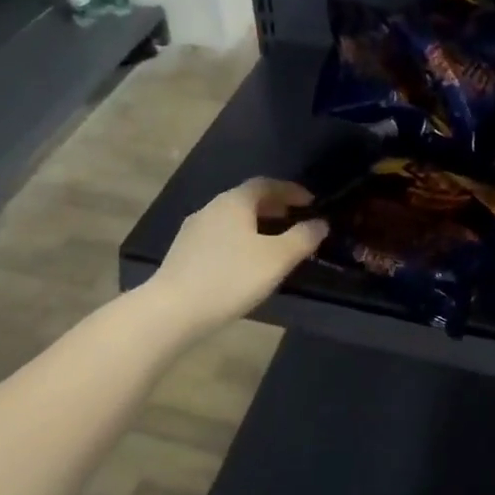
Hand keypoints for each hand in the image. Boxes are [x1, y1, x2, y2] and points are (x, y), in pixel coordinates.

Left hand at [145, 178, 326, 334]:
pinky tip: (246, 262)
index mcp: (234, 202)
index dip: (291, 190)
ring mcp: (194, 230)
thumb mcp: (277, 259)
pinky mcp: (184, 253)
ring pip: (232, 219)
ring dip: (256, 224)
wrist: (173, 310)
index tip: (311, 202)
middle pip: (247, 199)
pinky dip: (240, 239)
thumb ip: (303, 238)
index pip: (266, 184)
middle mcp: (211, 208)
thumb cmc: (231, 278)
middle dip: (274, 207)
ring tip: (275, 243)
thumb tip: (320, 223)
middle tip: (295, 220)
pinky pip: (220, 236)